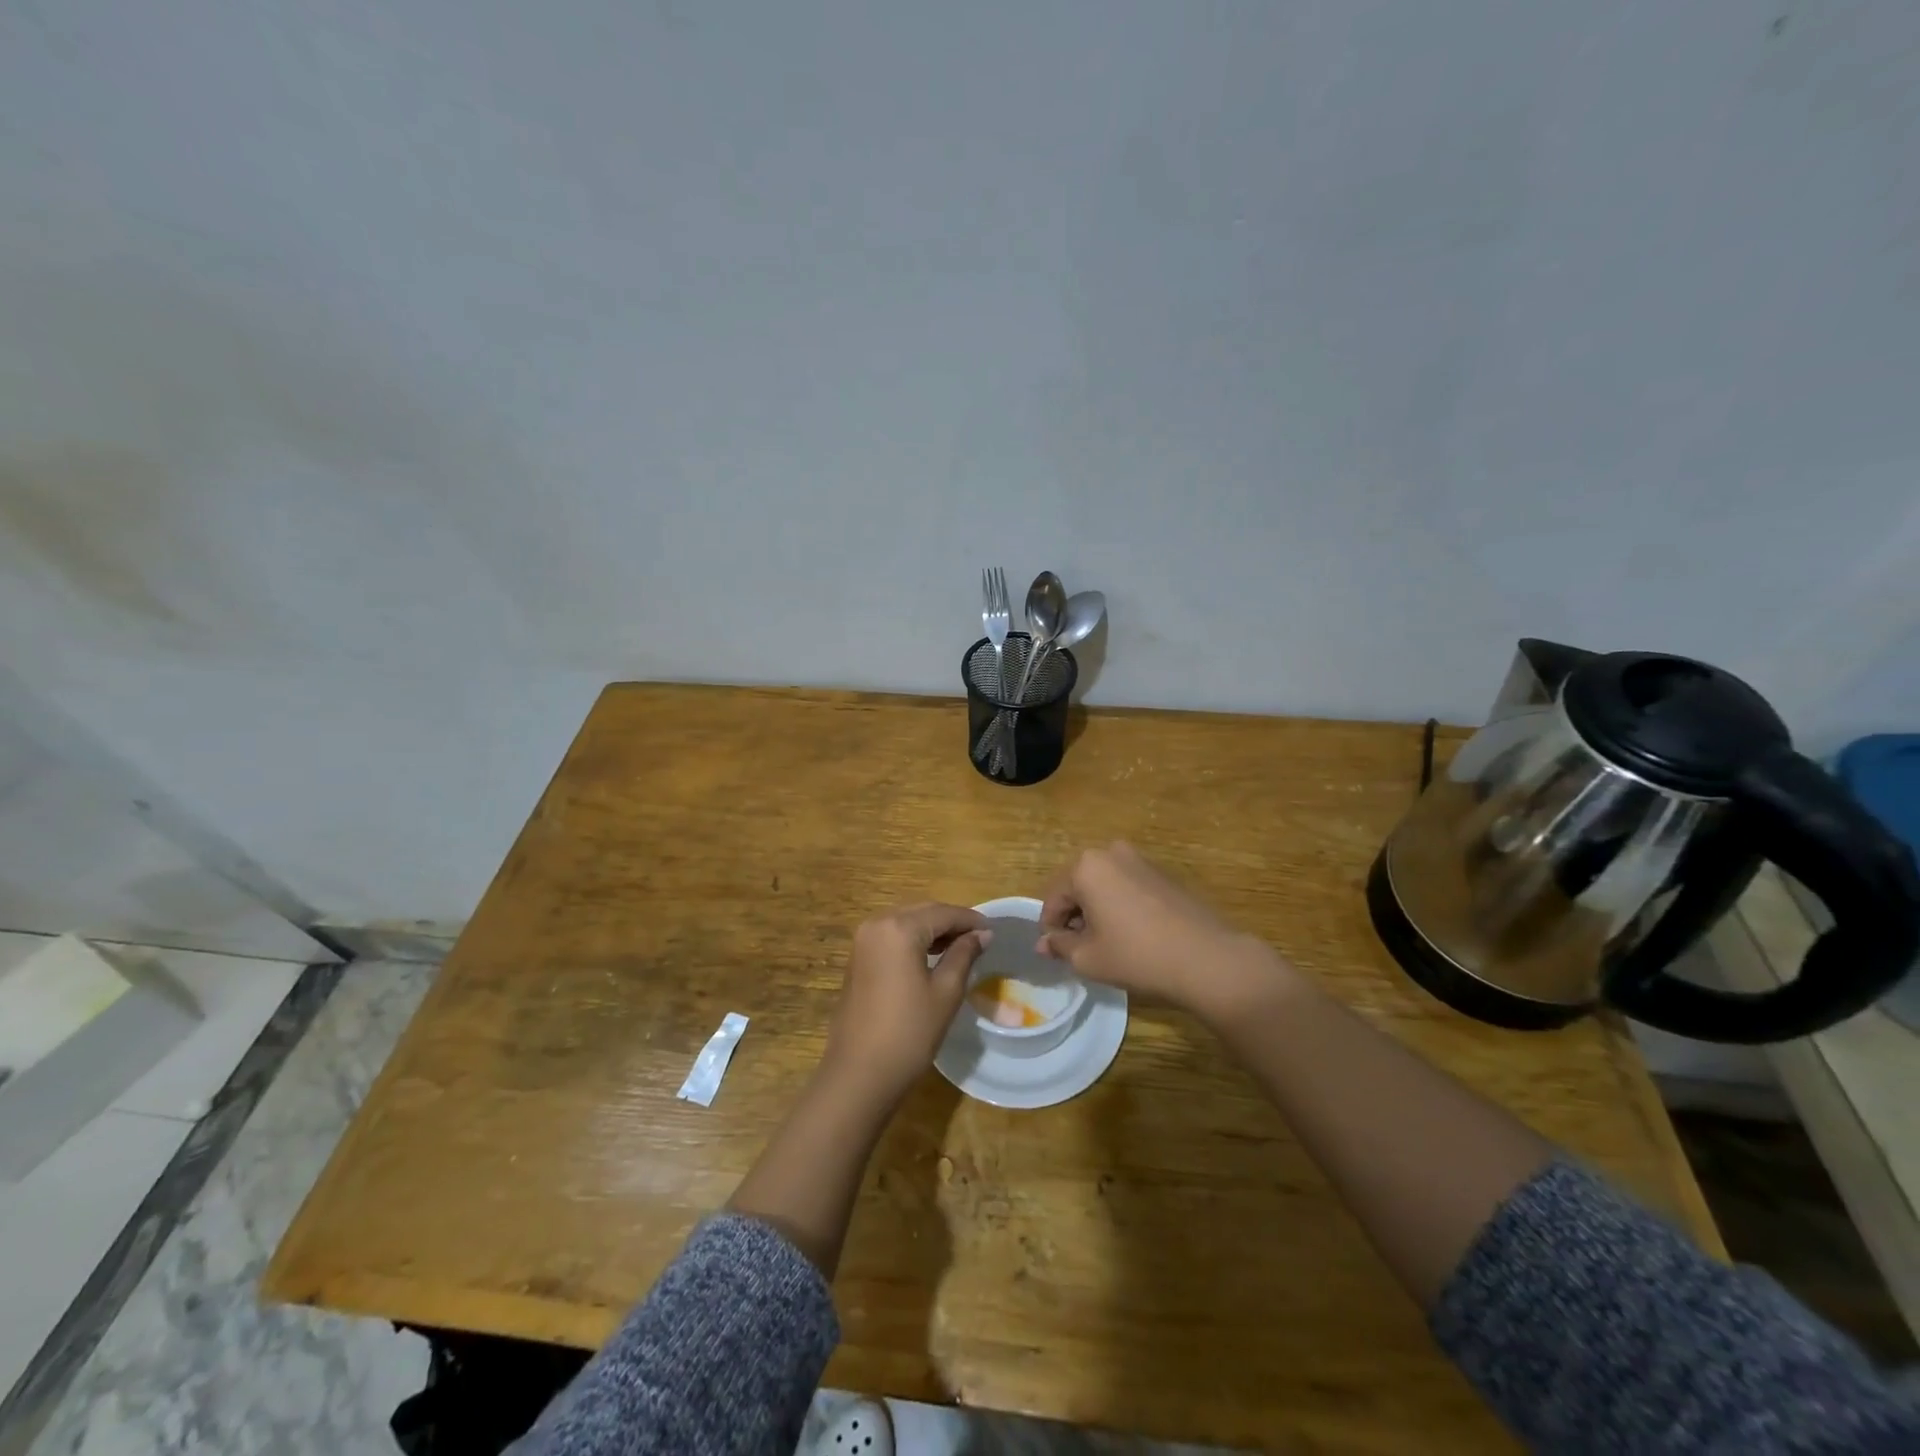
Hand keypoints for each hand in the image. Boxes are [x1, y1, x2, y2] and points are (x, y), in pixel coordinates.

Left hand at [821, 902, 991, 1105]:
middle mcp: (877, 924)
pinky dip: (913, 939)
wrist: (859, 1073)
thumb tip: (982, 934)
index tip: (993, 930)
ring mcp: (863, 941)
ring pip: (906, 922)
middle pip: (922, 912)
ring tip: (960, 947)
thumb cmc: (909, 1032)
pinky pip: (891, 936)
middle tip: (980, 938)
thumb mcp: (946, 992)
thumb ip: (964, 955)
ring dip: (932, 929)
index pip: (943, 913)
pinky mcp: (858, 957)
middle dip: (951, 922)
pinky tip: (932, 956)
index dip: (970, 920)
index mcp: (899, 928)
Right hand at [1037, 842, 1291, 1021]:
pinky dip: (1120, 907)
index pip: (1054, 898)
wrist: (1207, 959)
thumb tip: (1044, 943)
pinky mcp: (1163, 874)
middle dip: (1075, 917)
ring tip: (1107, 945)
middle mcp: (1111, 853)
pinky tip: (1132, 936)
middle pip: (1078, 887)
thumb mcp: (1088, 958)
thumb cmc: (1137, 956)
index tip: (1056, 953)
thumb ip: (1060, 945)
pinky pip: (1127, 887)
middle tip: (1080, 950)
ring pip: (1103, 886)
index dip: (1051, 928)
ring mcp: (1141, 860)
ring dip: (1097, 911)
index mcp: (1086, 867)